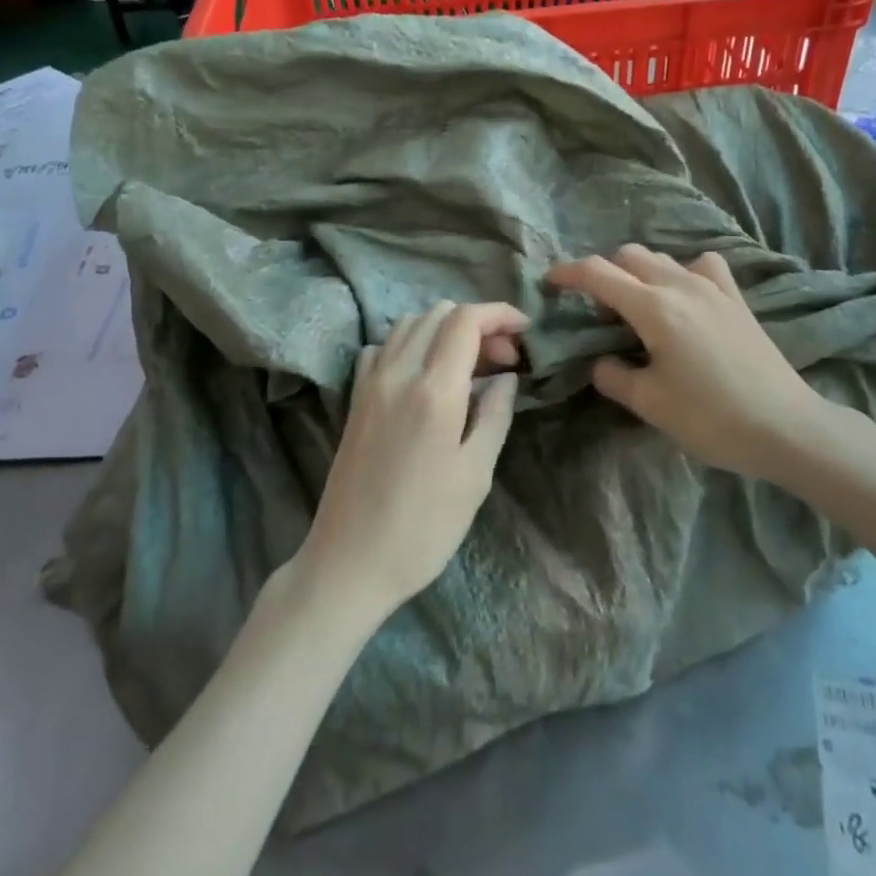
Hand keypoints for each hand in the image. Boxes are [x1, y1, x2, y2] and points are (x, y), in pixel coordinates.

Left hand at [296, 302, 525, 623]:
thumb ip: (494, 416)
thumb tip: (506, 378)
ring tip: (470, 367)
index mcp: (433, 390)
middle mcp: (397, 373)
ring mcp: (370, 383)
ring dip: (445, 330)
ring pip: (410, 324)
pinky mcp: (355, 399)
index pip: (466, 320)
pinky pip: (383, 348)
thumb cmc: (423, 527)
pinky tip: (425, 376)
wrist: (350, 561)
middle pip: (438, 314)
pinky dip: (411, 344)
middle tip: (503, 361)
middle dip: (478, 324)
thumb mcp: (475, 475)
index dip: (500, 314)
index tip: (526, 332)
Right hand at [547, 245, 854, 482]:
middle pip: (629, 256)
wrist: (785, 427)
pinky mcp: (737, 299)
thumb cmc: (711, 418)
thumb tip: (602, 361)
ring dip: (639, 273)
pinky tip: (684, 299)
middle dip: (603, 274)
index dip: (568, 273)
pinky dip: (682, 273)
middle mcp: (681, 285)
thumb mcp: (649, 403)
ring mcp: (713, 288)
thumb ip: (613, 375)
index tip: (549, 282)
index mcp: (653, 308)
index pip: (598, 273)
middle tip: (597, 312)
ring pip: (663, 259)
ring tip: (637, 309)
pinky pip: (702, 267)